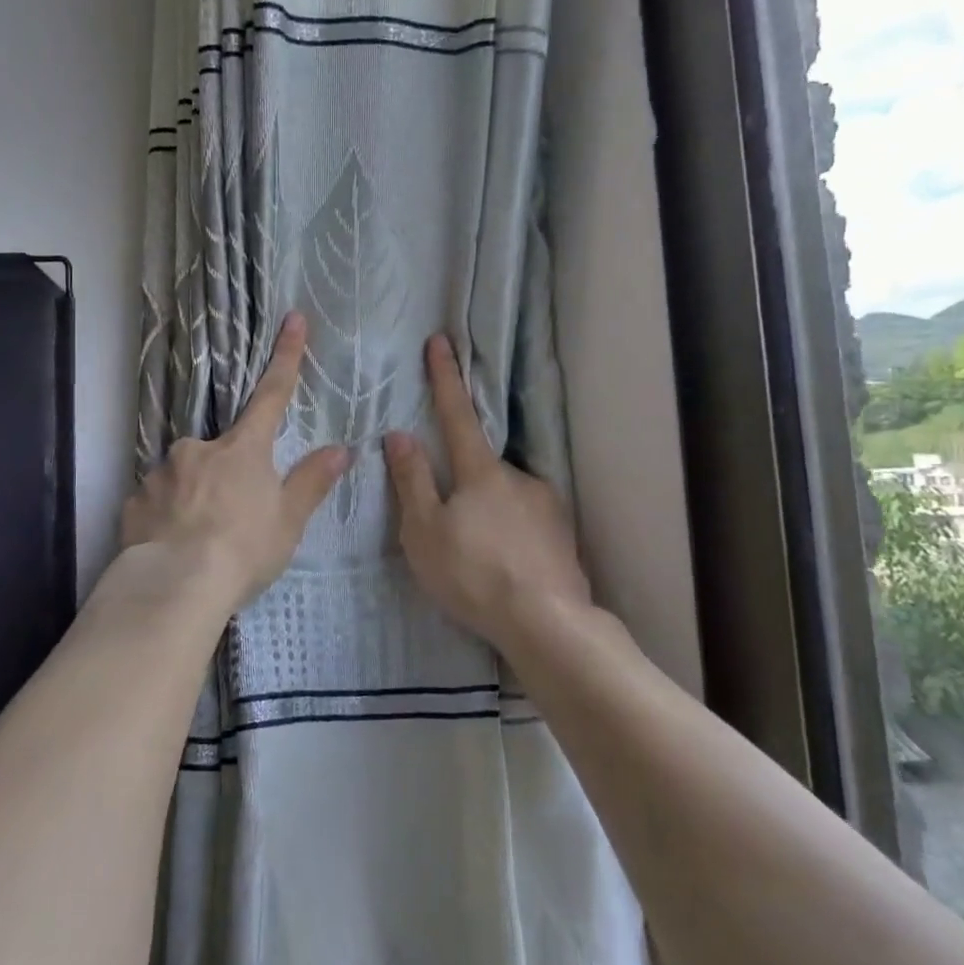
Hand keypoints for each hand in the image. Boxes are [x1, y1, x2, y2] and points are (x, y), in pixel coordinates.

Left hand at [122, 312, 349, 611]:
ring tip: (200, 542)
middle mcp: (198, 449)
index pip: (271, 395)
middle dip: (226, 476)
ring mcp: (161, 472)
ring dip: (195, 498)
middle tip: (231, 519)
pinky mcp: (134, 501)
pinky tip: (172, 546)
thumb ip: (311, 482)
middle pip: (220, 450)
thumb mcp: (288, 520)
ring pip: (185, 476)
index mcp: (242, 449)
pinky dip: (166, 517)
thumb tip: (340, 449)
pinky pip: (156, 502)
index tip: (293, 318)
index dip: (285, 357)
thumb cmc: (243, 549)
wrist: (175, 586)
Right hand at [384, 334, 589, 649]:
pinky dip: (512, 537)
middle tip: (454, 533)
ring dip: (490, 516)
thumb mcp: (425, 530)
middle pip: (481, 467)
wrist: (546, 623)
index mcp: (481, 471)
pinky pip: (528, 524)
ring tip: (480, 561)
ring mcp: (547, 505)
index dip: (445, 378)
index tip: (441, 341)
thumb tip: (399, 434)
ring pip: (506, 499)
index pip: (457, 413)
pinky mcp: (563, 534)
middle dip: (465, 488)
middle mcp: (518, 477)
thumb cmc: (472, 574)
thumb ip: (412, 480)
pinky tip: (506, 568)